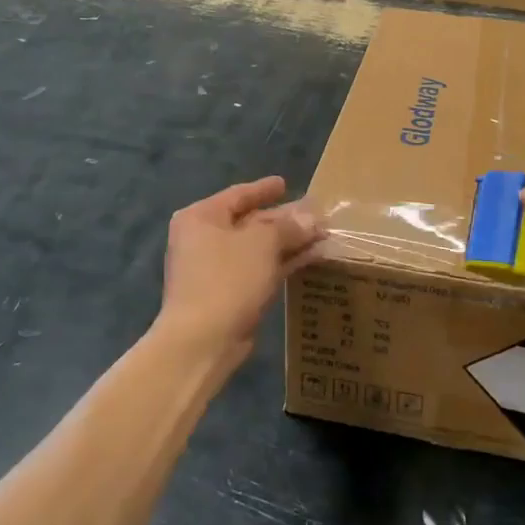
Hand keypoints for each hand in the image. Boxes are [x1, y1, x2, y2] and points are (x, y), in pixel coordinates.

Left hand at [155, 176, 323, 367]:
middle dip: (284, 219)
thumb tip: (310, 218)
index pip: (238, 195)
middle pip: (250, 221)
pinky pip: (261, 269)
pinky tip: (312, 258)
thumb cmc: (227, 278)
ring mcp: (216, 269)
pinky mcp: (230, 294)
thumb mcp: (262, 243)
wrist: (202, 341)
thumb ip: (288, 226)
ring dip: (289, 242)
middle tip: (315, 214)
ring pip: (258, 248)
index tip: (285, 183)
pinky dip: (284, 263)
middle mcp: (204, 239)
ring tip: (323, 235)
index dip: (264, 189)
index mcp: (201, 217)